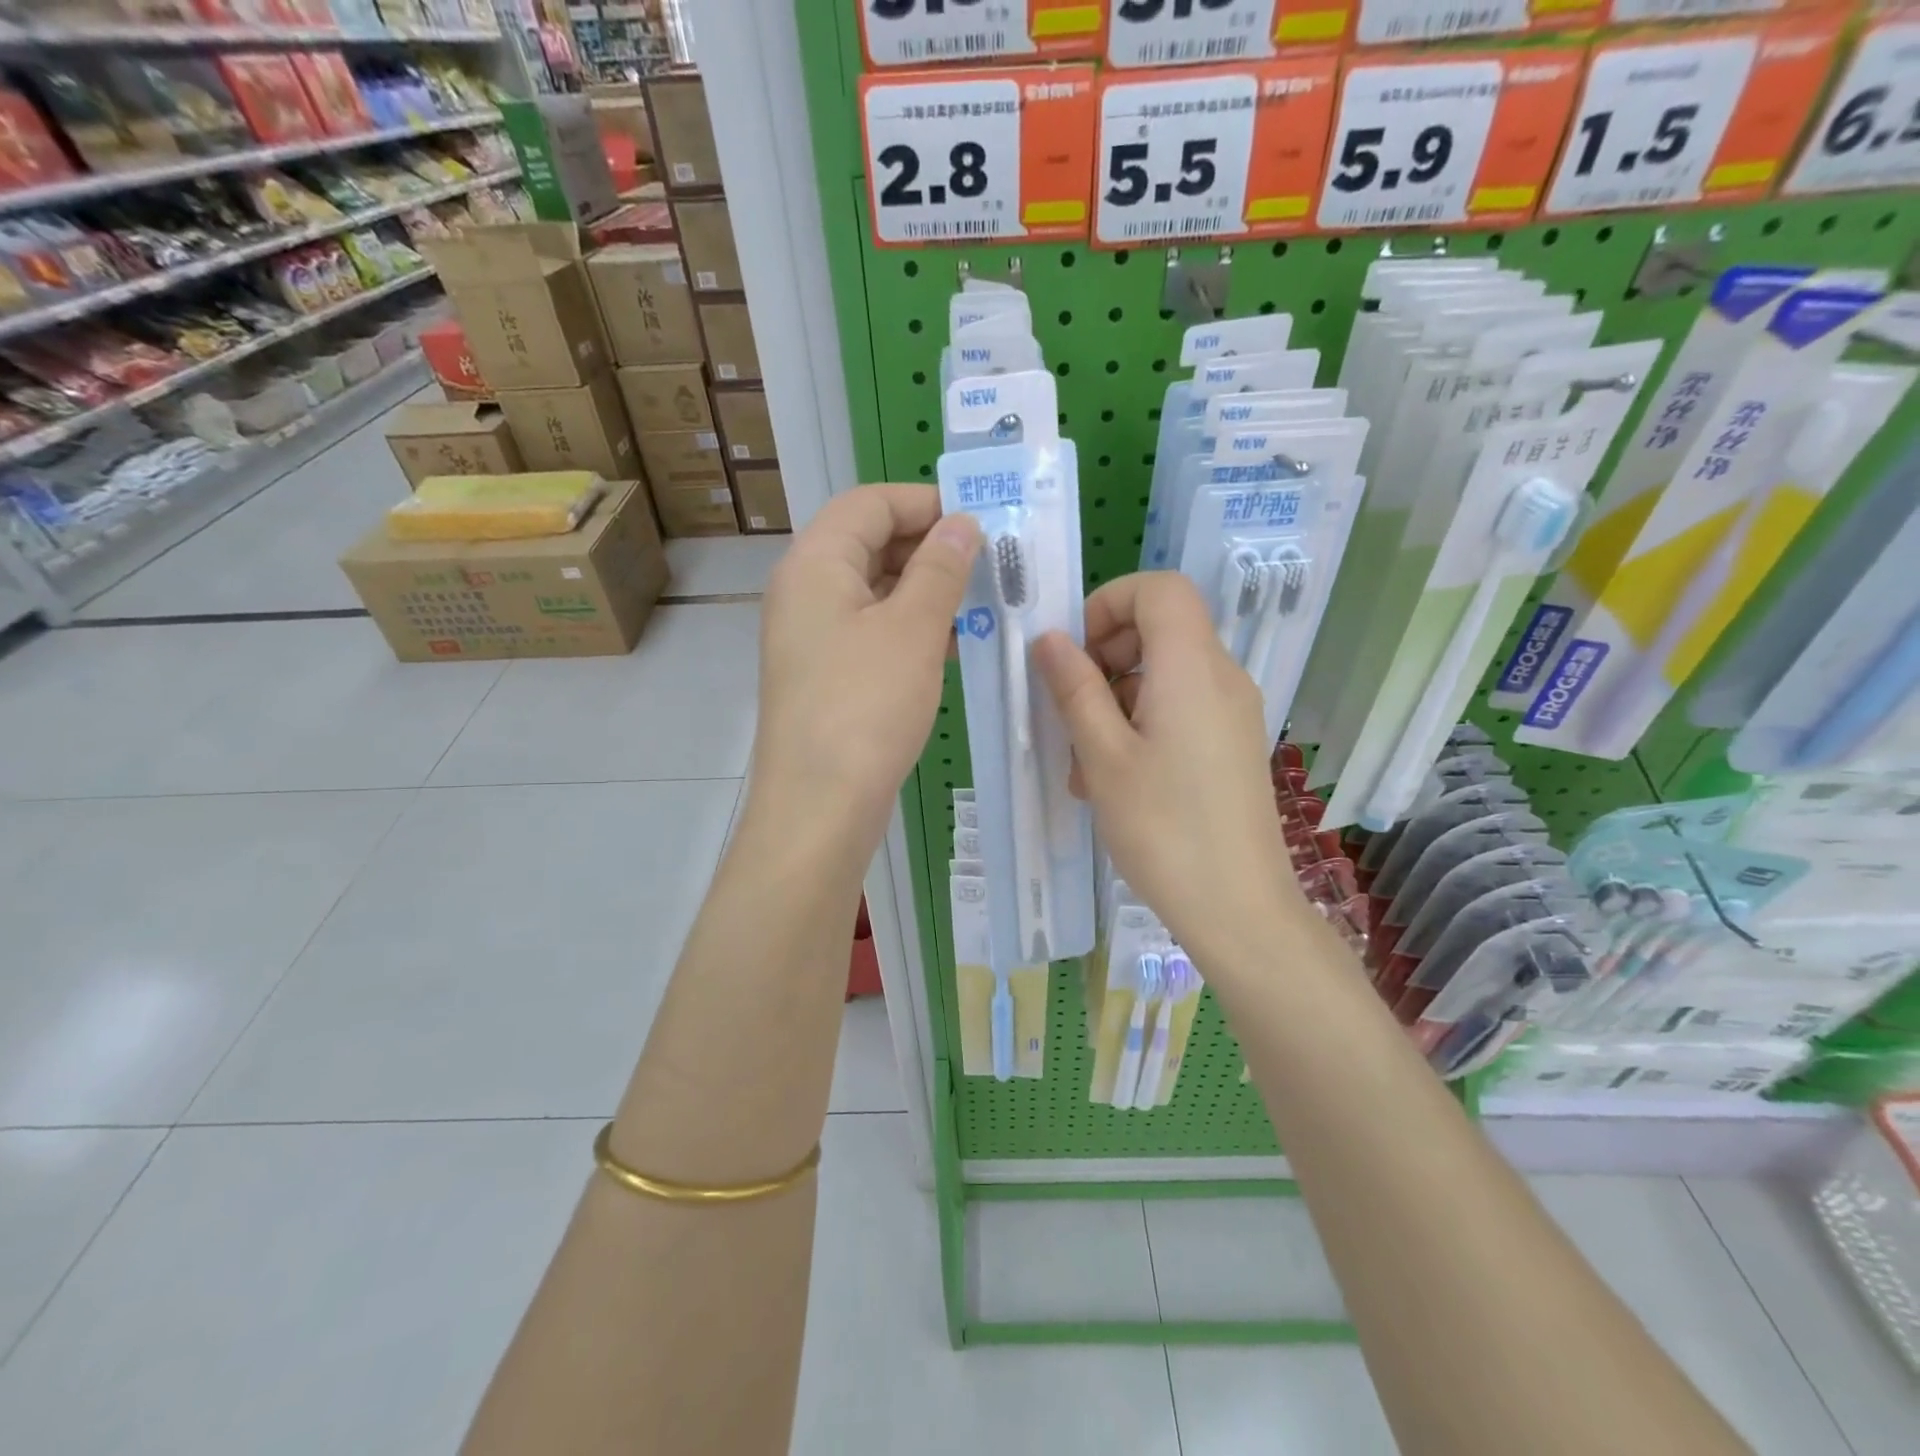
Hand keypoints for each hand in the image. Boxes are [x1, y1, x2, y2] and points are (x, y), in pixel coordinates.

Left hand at [751, 485, 981, 848]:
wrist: (819, 806)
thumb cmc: (866, 706)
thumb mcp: (913, 629)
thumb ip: (940, 568)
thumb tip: (962, 523)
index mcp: (815, 563)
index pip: (869, 503)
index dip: (924, 502)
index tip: (979, 520)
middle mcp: (804, 592)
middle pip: (869, 544)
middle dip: (930, 548)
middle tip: (989, 564)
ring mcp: (812, 637)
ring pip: (875, 592)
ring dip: (926, 591)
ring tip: (982, 603)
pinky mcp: (825, 676)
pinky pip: (872, 632)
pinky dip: (911, 629)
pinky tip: (954, 645)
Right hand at [1033, 572, 1301, 959]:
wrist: (1239, 909)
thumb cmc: (1163, 829)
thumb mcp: (1103, 756)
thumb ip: (1075, 689)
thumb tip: (1049, 639)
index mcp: (1192, 668)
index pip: (1159, 589)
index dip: (1109, 603)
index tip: (1074, 652)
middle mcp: (1222, 677)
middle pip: (1160, 629)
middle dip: (1105, 658)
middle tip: (1070, 711)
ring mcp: (1232, 712)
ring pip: (1164, 675)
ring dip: (1116, 700)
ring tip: (1084, 762)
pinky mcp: (1232, 744)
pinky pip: (1181, 708)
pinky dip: (1141, 724)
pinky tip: (1114, 779)